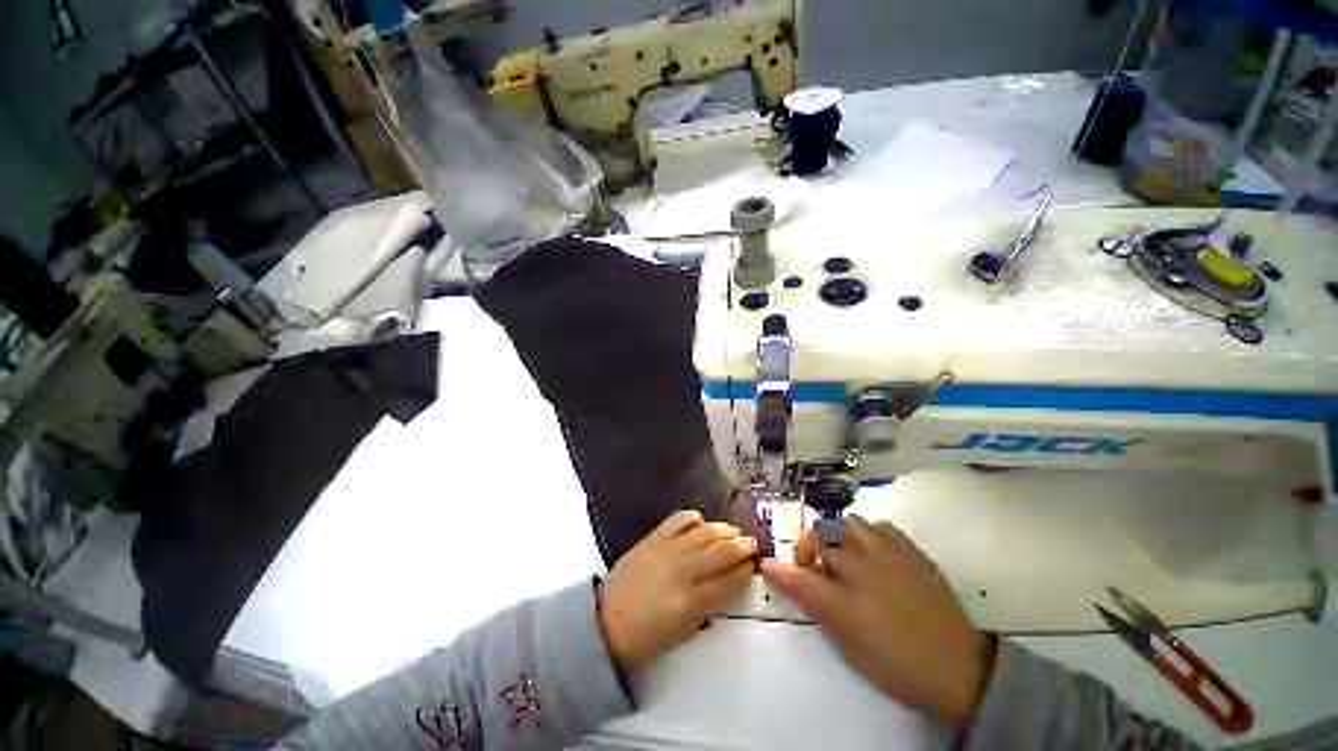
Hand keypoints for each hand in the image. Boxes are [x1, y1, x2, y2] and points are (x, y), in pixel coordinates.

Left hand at [597, 509, 756, 673]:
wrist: (606, 620)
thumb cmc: (646, 636)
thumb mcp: (684, 631)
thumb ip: (709, 606)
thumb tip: (727, 582)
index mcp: (691, 601)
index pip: (728, 580)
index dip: (745, 570)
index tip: (754, 564)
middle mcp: (683, 570)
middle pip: (721, 551)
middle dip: (741, 545)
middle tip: (751, 542)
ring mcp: (667, 549)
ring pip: (704, 531)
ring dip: (723, 529)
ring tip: (733, 531)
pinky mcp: (653, 537)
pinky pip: (678, 519)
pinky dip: (693, 518)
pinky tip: (701, 522)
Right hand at [760, 516, 993, 725]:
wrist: (959, 668)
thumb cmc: (897, 666)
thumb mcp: (849, 647)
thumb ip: (816, 609)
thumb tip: (789, 583)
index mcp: (845, 603)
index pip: (797, 577)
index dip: (778, 569)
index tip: (768, 565)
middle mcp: (861, 570)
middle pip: (818, 537)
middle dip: (805, 546)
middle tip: (810, 563)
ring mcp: (887, 555)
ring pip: (846, 522)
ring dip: (835, 534)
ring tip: (840, 553)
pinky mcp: (909, 550)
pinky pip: (877, 526)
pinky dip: (865, 534)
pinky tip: (869, 552)